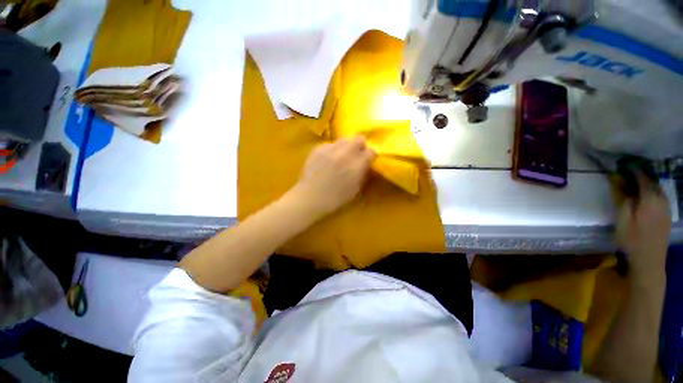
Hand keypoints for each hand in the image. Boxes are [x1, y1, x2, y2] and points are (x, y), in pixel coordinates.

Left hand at [292, 137, 375, 216]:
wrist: (310, 197)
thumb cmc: (335, 198)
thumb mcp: (355, 190)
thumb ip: (362, 174)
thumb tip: (366, 164)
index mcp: (356, 166)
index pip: (371, 151)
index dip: (371, 155)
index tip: (368, 159)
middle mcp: (344, 154)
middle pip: (359, 139)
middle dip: (360, 145)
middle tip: (356, 154)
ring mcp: (330, 149)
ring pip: (345, 139)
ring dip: (347, 146)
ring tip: (342, 155)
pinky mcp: (318, 148)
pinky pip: (331, 143)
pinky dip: (333, 149)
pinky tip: (329, 159)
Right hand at [616, 173, 670, 278]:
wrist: (649, 260)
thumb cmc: (632, 240)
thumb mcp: (622, 220)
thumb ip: (624, 200)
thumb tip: (623, 186)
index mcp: (650, 200)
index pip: (643, 179)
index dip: (634, 171)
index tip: (625, 165)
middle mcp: (661, 200)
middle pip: (653, 183)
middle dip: (642, 176)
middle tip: (630, 173)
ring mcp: (667, 208)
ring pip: (659, 190)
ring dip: (649, 184)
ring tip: (638, 182)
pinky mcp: (667, 215)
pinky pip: (662, 197)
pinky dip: (654, 192)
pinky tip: (647, 196)